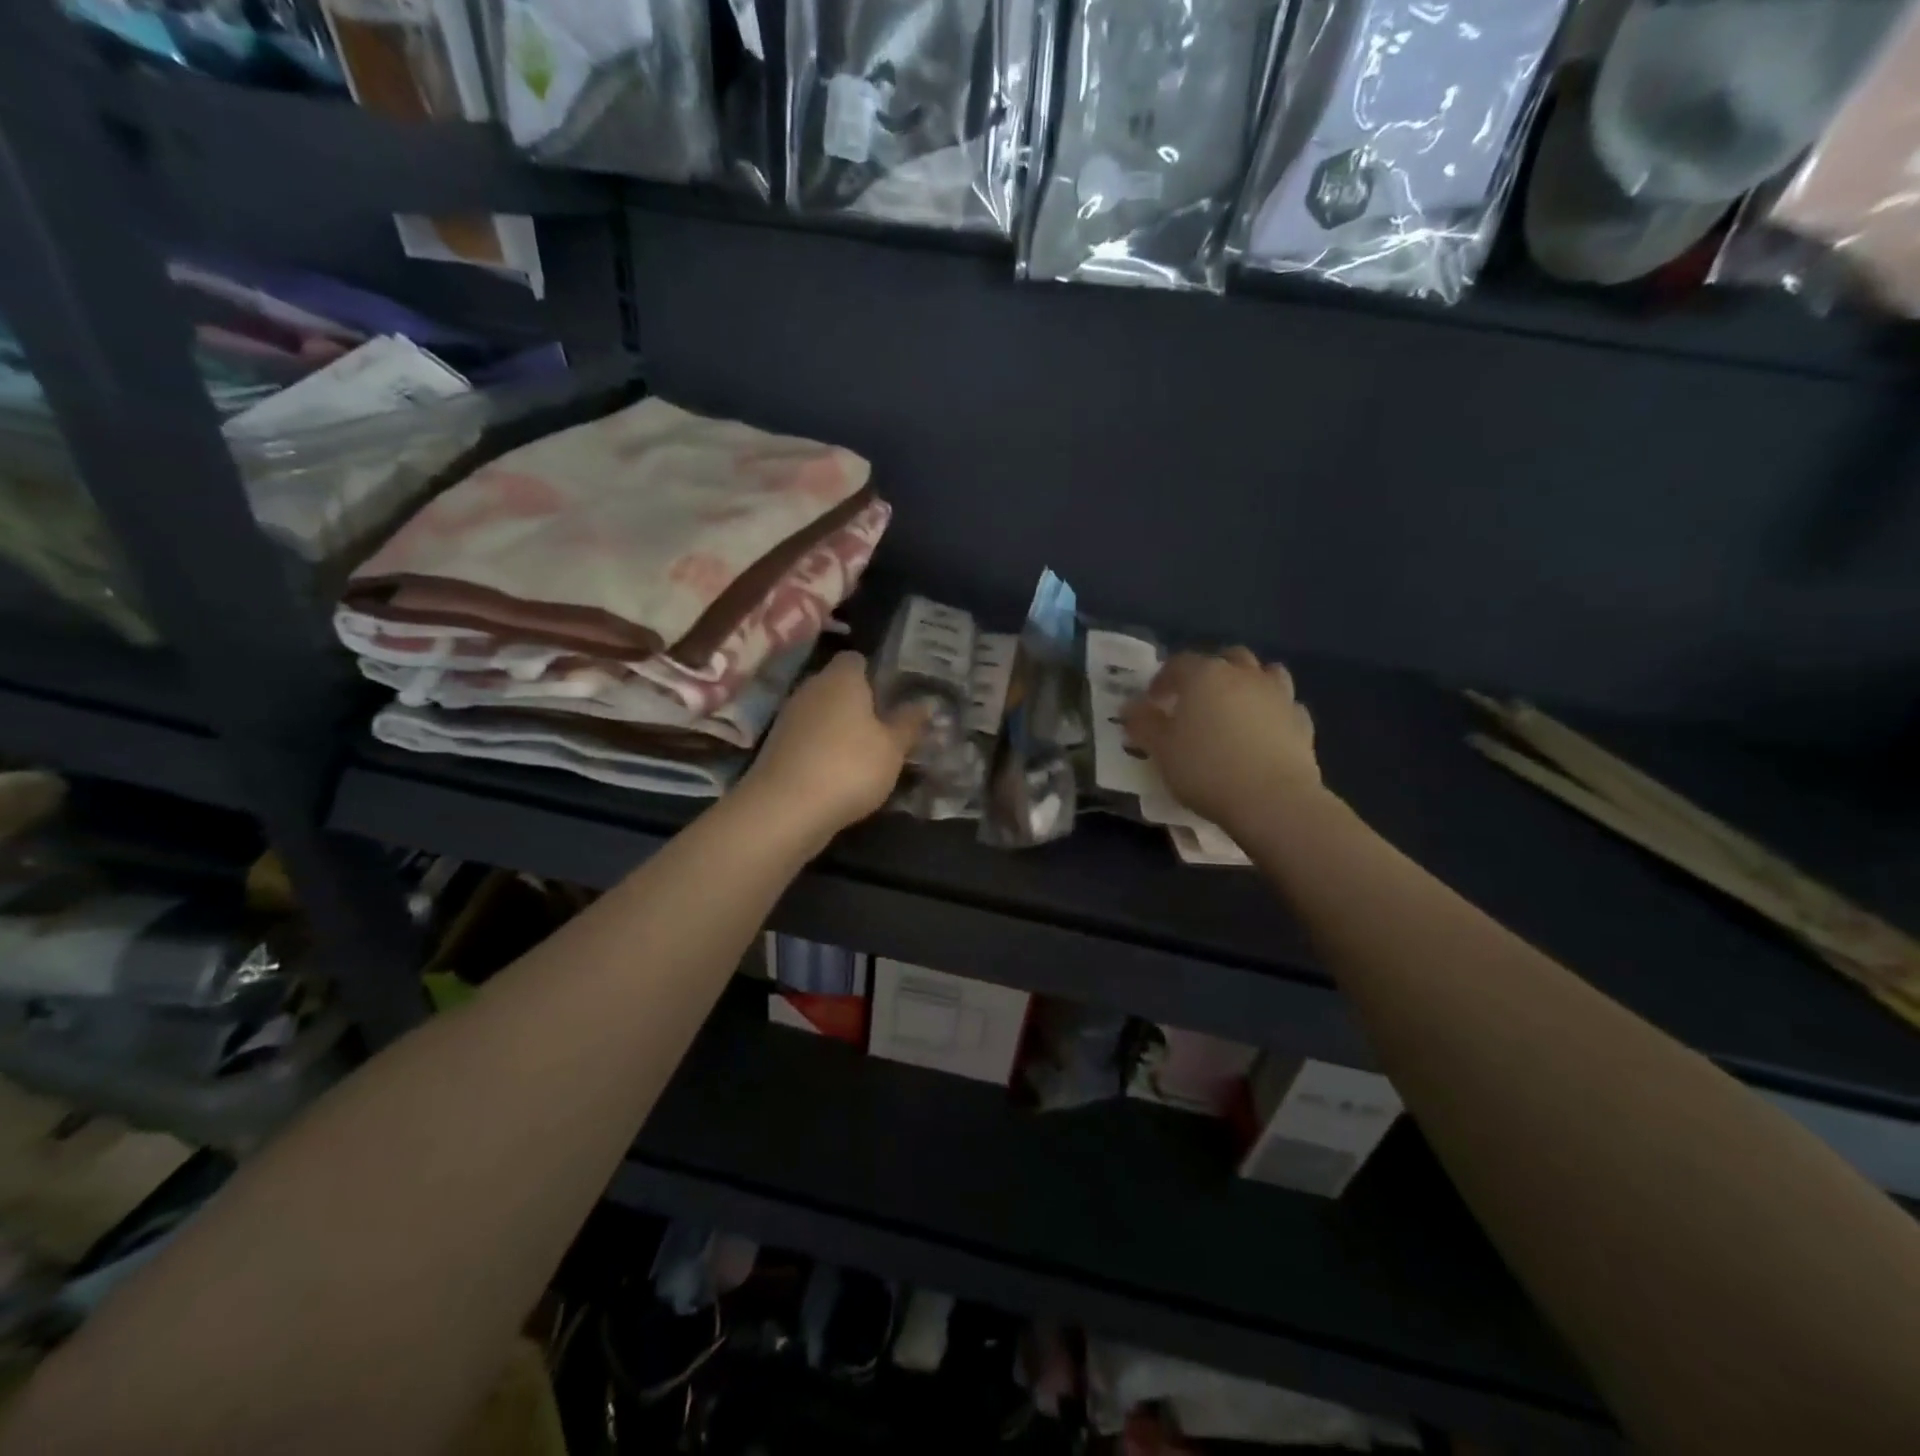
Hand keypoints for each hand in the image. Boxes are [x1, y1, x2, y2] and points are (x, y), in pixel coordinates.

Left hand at [741, 651, 925, 843]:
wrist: (786, 809)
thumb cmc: (850, 767)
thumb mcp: (893, 748)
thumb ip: (909, 724)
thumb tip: (926, 704)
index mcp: (841, 678)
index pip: (856, 659)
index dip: (875, 673)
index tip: (893, 696)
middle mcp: (811, 689)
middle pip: (838, 687)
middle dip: (860, 704)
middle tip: (887, 728)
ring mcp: (789, 718)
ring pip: (822, 714)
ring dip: (841, 730)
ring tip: (867, 756)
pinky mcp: (777, 747)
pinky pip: (808, 739)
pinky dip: (823, 750)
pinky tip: (840, 775)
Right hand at [1121, 648, 1323, 831]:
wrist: (1272, 800)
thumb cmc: (1206, 769)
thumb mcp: (1162, 750)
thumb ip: (1144, 724)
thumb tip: (1131, 708)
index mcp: (1205, 676)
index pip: (1178, 663)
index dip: (1163, 679)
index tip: (1153, 701)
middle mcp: (1244, 676)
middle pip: (1227, 658)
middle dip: (1210, 671)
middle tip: (1196, 698)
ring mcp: (1279, 696)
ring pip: (1266, 673)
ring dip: (1249, 681)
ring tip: (1235, 706)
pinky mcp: (1302, 722)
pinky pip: (1286, 705)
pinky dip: (1273, 710)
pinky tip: (1265, 730)